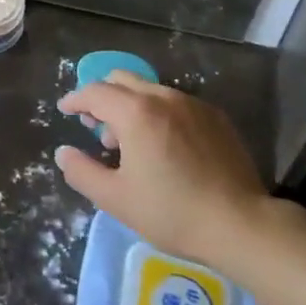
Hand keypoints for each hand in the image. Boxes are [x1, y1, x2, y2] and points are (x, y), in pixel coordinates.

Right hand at [55, 71, 280, 275]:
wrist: (242, 225)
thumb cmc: (173, 212)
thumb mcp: (116, 199)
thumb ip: (82, 172)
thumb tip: (63, 153)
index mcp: (136, 112)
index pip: (95, 92)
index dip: (75, 99)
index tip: (65, 110)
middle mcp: (163, 97)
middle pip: (121, 80)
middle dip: (101, 96)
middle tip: (95, 125)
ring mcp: (192, 104)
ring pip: (149, 89)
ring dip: (130, 105)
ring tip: (130, 142)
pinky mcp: (215, 117)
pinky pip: (175, 102)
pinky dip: (157, 112)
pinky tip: (163, 145)